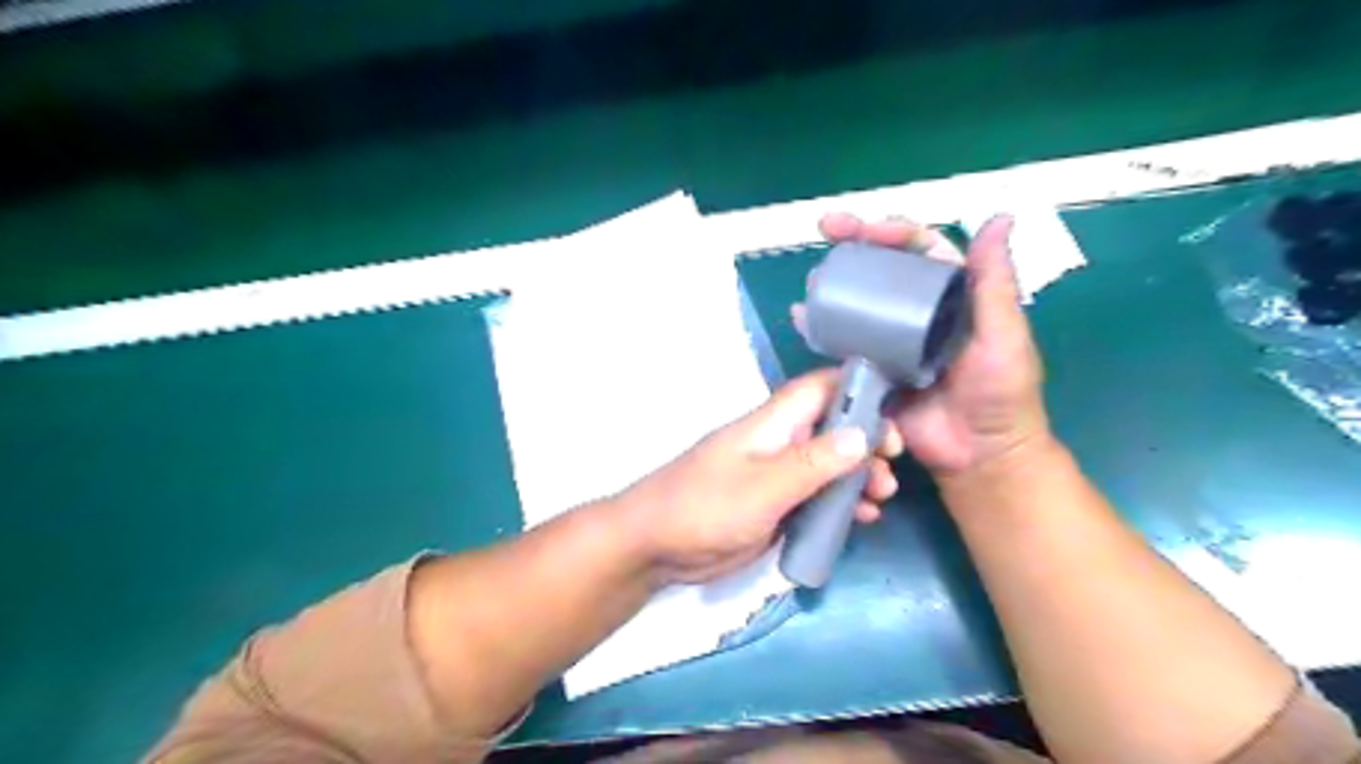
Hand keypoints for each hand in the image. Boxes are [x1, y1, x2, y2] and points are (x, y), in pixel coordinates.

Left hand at [611, 370, 902, 584]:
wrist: (657, 546)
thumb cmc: (706, 506)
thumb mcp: (764, 486)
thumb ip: (813, 462)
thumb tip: (863, 433)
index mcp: (773, 423)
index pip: (820, 388)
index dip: (858, 390)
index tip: (894, 412)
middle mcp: (780, 442)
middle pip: (833, 428)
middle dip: (867, 442)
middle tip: (891, 465)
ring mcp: (778, 476)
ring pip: (829, 465)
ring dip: (859, 476)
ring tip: (882, 497)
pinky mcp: (777, 506)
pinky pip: (818, 497)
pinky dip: (842, 504)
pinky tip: (862, 520)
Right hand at [800, 211, 1051, 481]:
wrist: (978, 455)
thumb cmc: (1001, 394)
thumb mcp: (1005, 336)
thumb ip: (995, 283)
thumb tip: (999, 218)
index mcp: (954, 296)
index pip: (921, 249)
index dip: (893, 231)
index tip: (864, 227)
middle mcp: (919, 312)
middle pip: (883, 268)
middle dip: (856, 245)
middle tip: (827, 229)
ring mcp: (893, 341)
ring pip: (860, 301)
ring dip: (836, 283)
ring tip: (814, 280)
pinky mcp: (873, 370)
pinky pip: (845, 343)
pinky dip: (823, 328)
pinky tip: (803, 317)